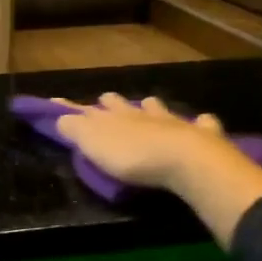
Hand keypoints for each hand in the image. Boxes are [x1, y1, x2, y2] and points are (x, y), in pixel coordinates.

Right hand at [52, 94, 261, 248]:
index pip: (87, 109)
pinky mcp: (200, 135)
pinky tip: (204, 120)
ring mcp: (173, 122)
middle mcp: (141, 114)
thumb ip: (74, 128)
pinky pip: (203, 123)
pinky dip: (202, 122)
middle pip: (124, 104)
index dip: (72, 107)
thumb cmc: (131, 155)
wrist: (183, 160)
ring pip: (159, 108)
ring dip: (153, 108)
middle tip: (108, 101)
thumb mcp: (92, 143)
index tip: (57, 101)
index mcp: (113, 117)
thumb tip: (59, 116)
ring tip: (151, 105)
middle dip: (114, 103)